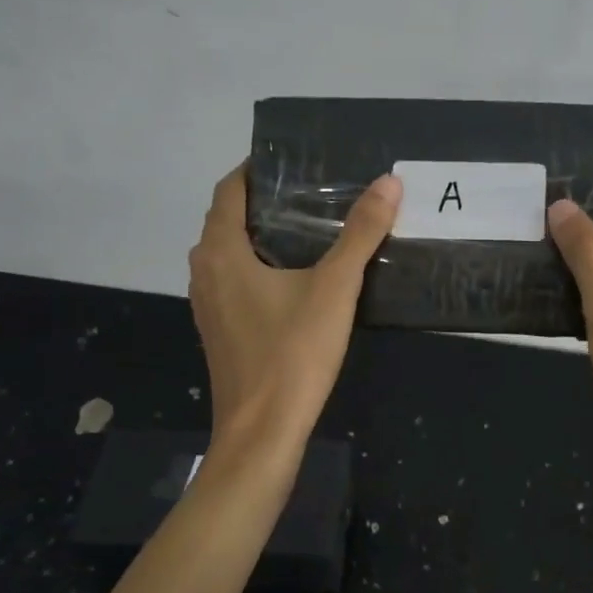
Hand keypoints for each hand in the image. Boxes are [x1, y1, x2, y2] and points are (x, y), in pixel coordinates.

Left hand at [188, 164, 400, 452]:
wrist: (262, 432)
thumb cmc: (293, 353)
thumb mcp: (335, 288)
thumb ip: (360, 233)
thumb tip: (388, 182)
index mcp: (221, 251)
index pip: (230, 190)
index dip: (256, 169)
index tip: (292, 160)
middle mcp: (204, 271)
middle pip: (227, 219)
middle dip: (264, 200)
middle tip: (311, 189)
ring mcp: (208, 304)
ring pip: (230, 252)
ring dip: (260, 234)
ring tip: (308, 226)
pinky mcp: (220, 329)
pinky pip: (234, 280)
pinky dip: (258, 265)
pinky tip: (296, 276)